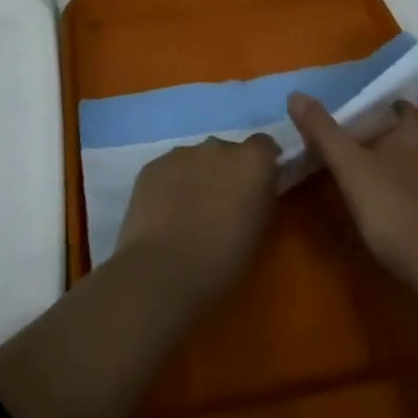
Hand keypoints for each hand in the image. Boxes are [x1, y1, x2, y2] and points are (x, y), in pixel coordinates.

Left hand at [114, 134, 279, 307]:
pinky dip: (170, 186)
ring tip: (188, 214)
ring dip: (197, 177)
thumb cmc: (224, 261)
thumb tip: (262, 185)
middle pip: (227, 151)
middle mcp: (218, 146)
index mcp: (251, 160)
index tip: (258, 186)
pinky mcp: (153, 165)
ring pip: (195, 160)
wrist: (164, 271)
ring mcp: (182, 152)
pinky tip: (165, 216)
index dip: (262, 163)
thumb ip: (262, 197)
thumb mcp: (260, 231)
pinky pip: (168, 171)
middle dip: (226, 171)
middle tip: (221, 206)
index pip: (264, 146)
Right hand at [288, 93, 417, 286]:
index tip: (377, 101)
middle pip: (401, 139)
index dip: (395, 105)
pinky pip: (391, 194)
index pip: (408, 114)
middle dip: (380, 132)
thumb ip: (323, 131)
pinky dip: (375, 189)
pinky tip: (356, 196)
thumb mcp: (349, 163)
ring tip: (345, 158)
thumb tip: (296, 95)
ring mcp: (415, 194)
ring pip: (396, 167)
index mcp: (404, 140)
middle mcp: (413, 162)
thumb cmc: (390, 203)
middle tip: (350, 128)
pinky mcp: (412, 222)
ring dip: (375, 160)